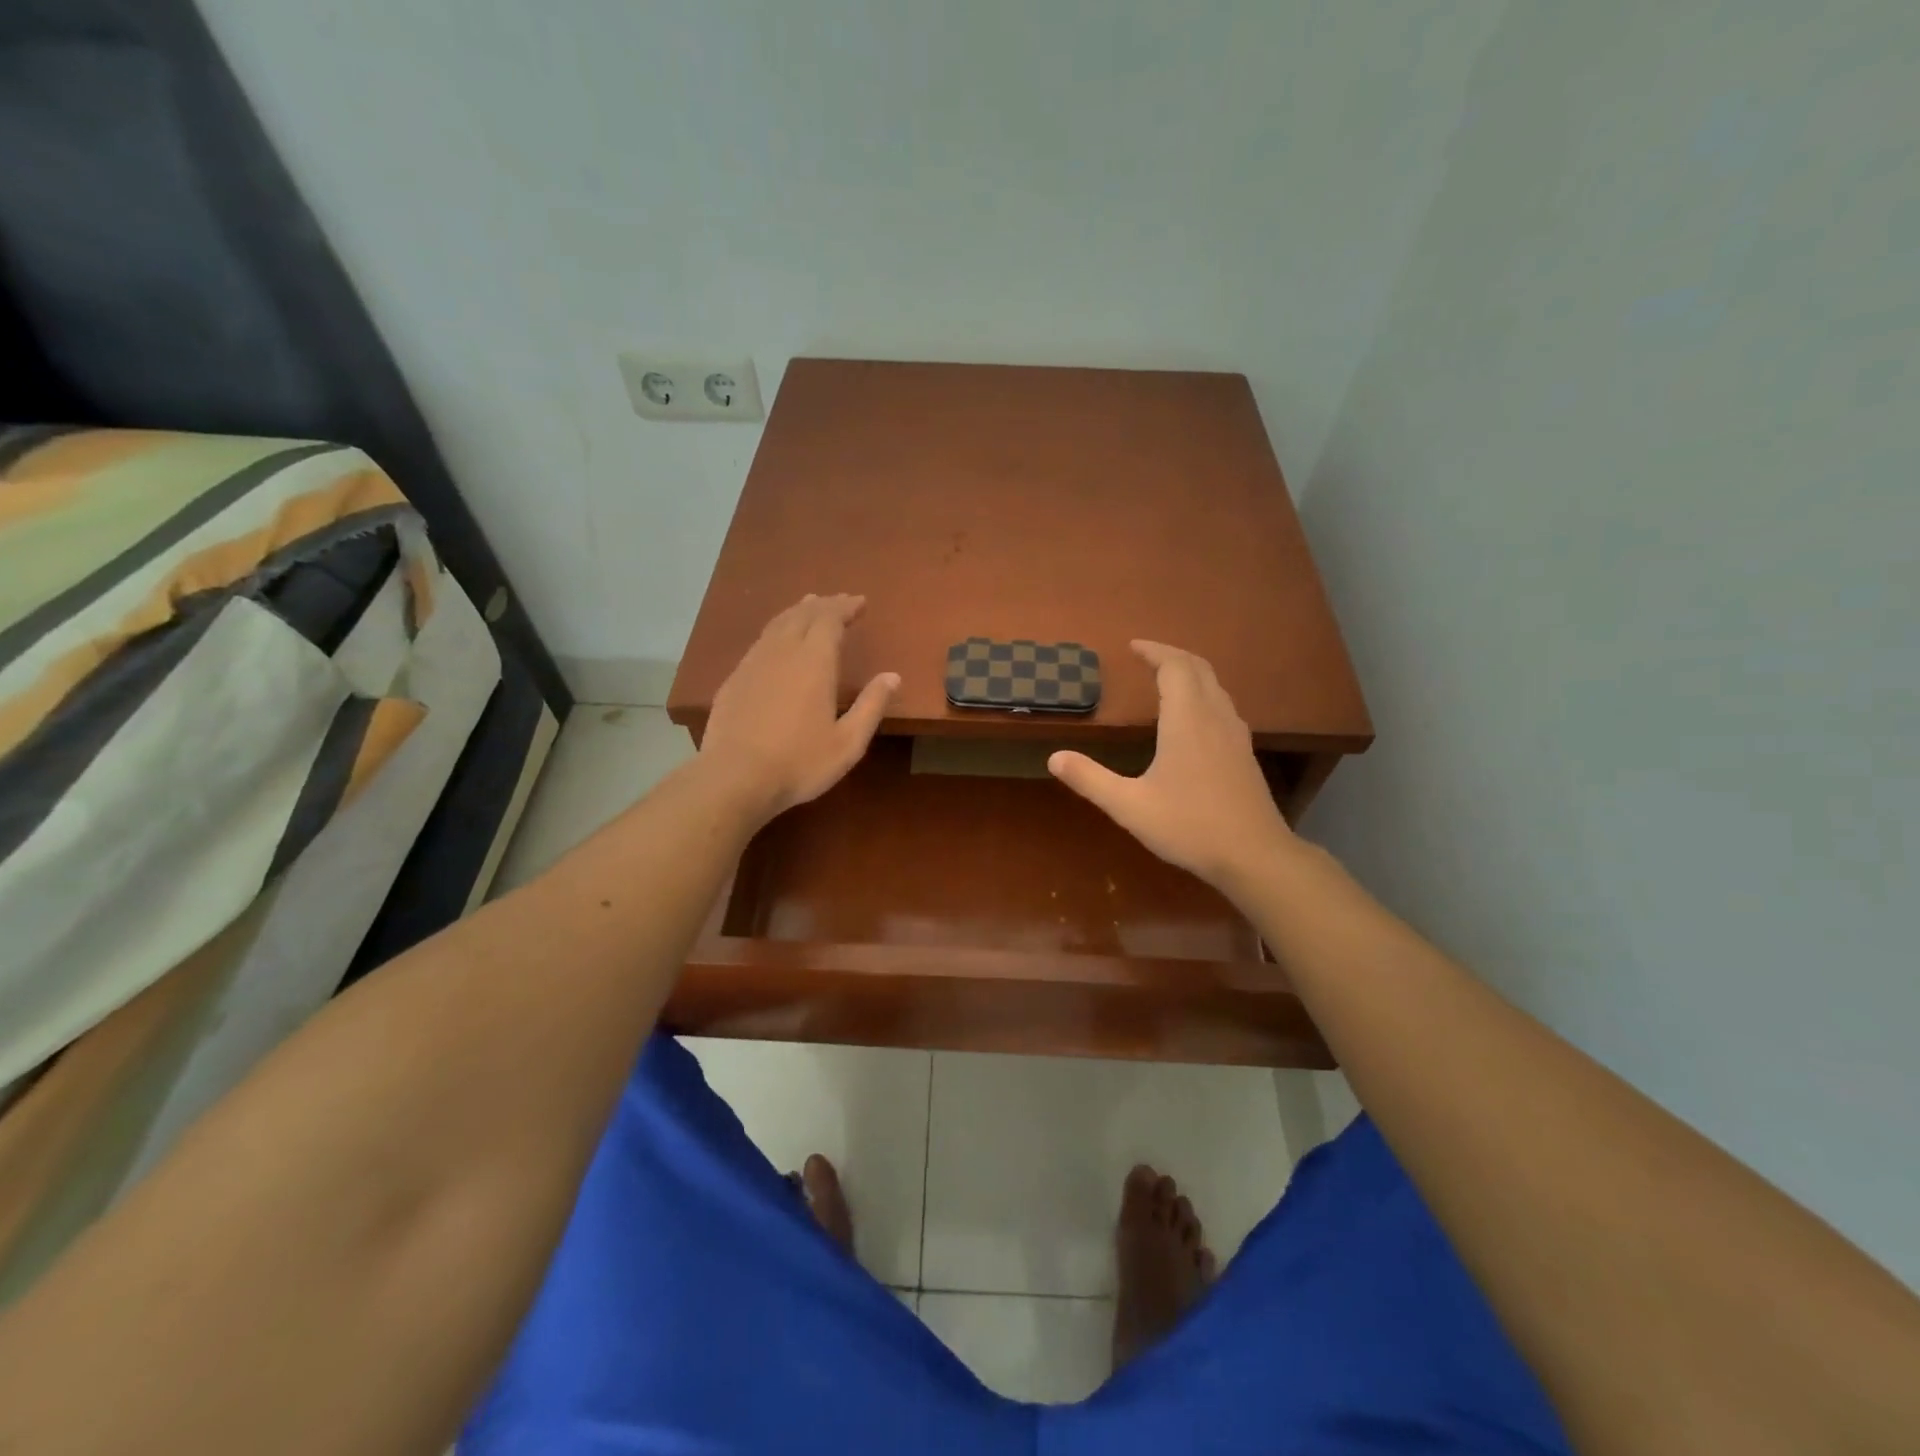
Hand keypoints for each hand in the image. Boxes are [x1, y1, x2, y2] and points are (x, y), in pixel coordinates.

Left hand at [697, 594, 898, 823]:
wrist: (735, 778)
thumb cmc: (799, 762)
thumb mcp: (848, 742)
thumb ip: (871, 706)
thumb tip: (893, 676)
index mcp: (814, 661)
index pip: (830, 619)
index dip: (846, 607)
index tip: (860, 602)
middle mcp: (782, 652)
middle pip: (803, 614)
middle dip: (824, 604)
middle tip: (840, 601)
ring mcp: (753, 663)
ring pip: (777, 624)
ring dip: (797, 612)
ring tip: (809, 607)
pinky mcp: (734, 680)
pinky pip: (760, 642)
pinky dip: (776, 631)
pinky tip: (777, 643)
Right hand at [1048, 640, 1293, 894]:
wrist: (1254, 856)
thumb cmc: (1189, 826)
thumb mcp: (1130, 806)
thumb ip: (1090, 779)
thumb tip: (1053, 758)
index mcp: (1187, 720)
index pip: (1174, 667)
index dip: (1154, 651)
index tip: (1133, 646)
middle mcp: (1215, 718)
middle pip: (1198, 669)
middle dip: (1172, 655)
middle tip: (1147, 655)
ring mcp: (1235, 735)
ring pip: (1215, 687)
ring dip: (1190, 673)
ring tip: (1166, 679)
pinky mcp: (1244, 754)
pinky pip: (1223, 706)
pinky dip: (1203, 695)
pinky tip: (1192, 719)